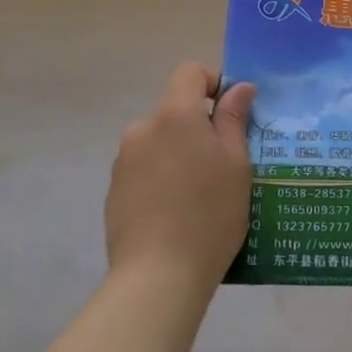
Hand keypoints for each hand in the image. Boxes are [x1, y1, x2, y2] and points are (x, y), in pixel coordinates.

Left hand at [104, 63, 254, 296]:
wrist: (157, 278)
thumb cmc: (209, 213)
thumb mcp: (236, 163)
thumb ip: (234, 119)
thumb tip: (238, 87)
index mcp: (175, 114)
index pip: (189, 72)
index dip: (213, 82)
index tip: (231, 112)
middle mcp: (143, 128)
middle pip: (174, 111)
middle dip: (198, 128)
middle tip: (223, 165)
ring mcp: (123, 162)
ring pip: (159, 143)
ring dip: (178, 155)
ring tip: (200, 196)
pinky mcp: (114, 193)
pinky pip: (145, 171)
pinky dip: (161, 180)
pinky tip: (176, 215)